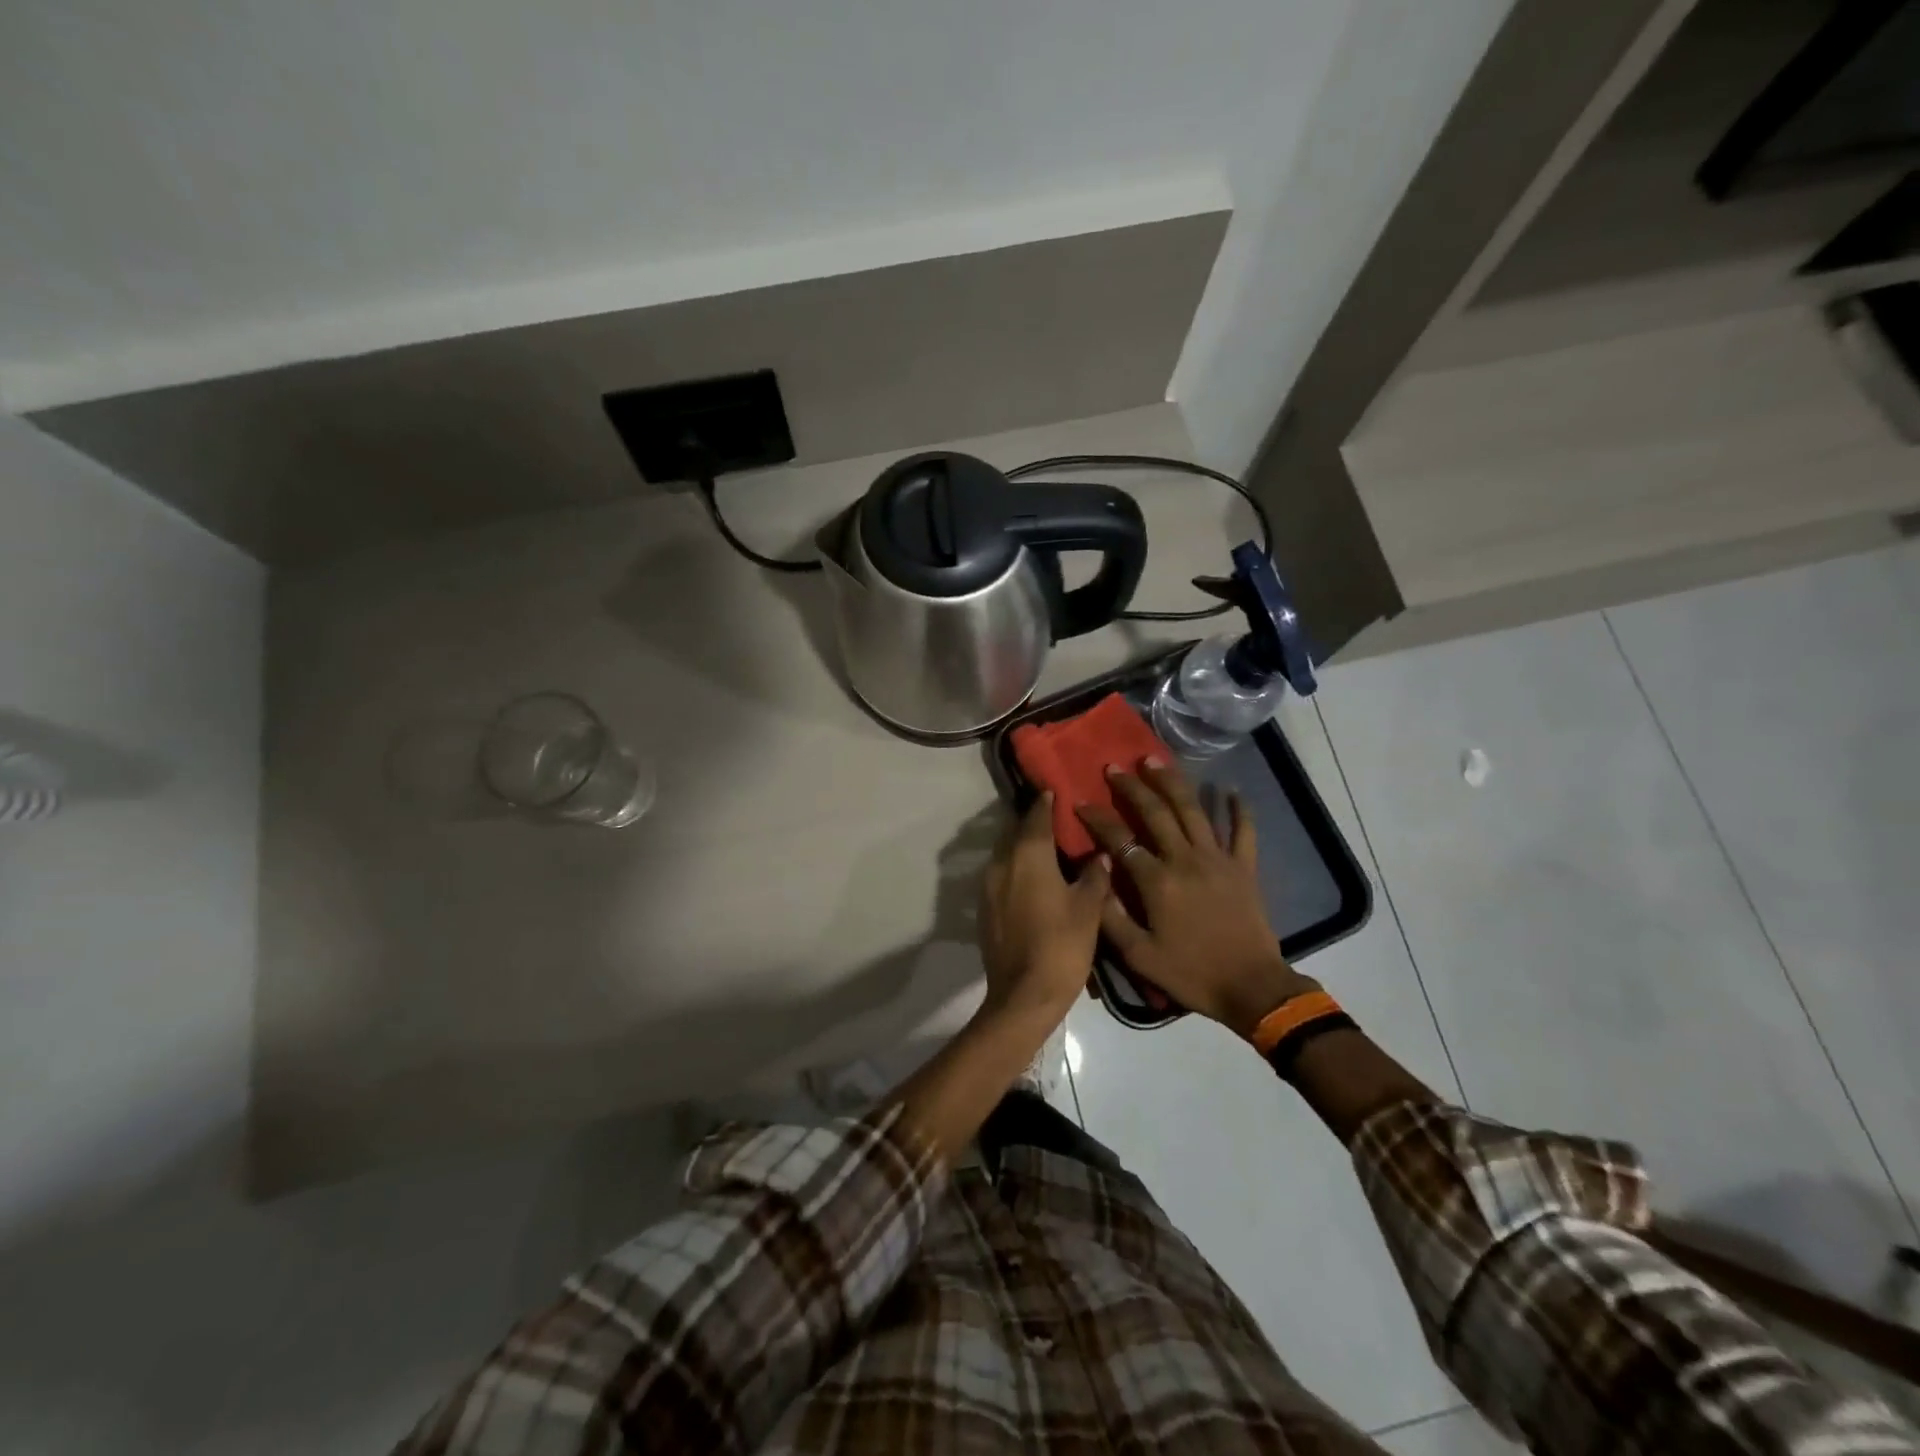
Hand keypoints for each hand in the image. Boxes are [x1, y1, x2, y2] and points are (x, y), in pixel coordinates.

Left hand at [979, 793, 1110, 1022]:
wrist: (1023, 995)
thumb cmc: (1061, 946)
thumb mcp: (1089, 909)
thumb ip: (1095, 875)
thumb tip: (1100, 855)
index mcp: (1028, 855)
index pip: (1036, 815)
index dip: (1047, 802)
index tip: (1058, 791)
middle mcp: (1002, 862)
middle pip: (1017, 832)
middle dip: (1035, 824)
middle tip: (1060, 822)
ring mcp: (988, 885)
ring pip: (1007, 854)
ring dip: (1025, 847)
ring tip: (1051, 851)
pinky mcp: (985, 907)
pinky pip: (1002, 875)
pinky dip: (1017, 870)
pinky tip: (1036, 882)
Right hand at [1076, 757, 1316, 1038]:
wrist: (1252, 989)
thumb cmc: (1191, 973)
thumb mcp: (1139, 956)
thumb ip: (1111, 917)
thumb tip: (1093, 879)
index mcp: (1157, 882)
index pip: (1120, 840)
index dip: (1097, 819)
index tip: (1079, 802)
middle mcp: (1186, 860)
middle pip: (1156, 813)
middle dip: (1132, 787)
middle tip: (1114, 767)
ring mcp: (1218, 860)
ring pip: (1193, 810)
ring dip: (1173, 782)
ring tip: (1155, 760)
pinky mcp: (1244, 868)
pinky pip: (1243, 831)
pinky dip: (1238, 809)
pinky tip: (1231, 790)